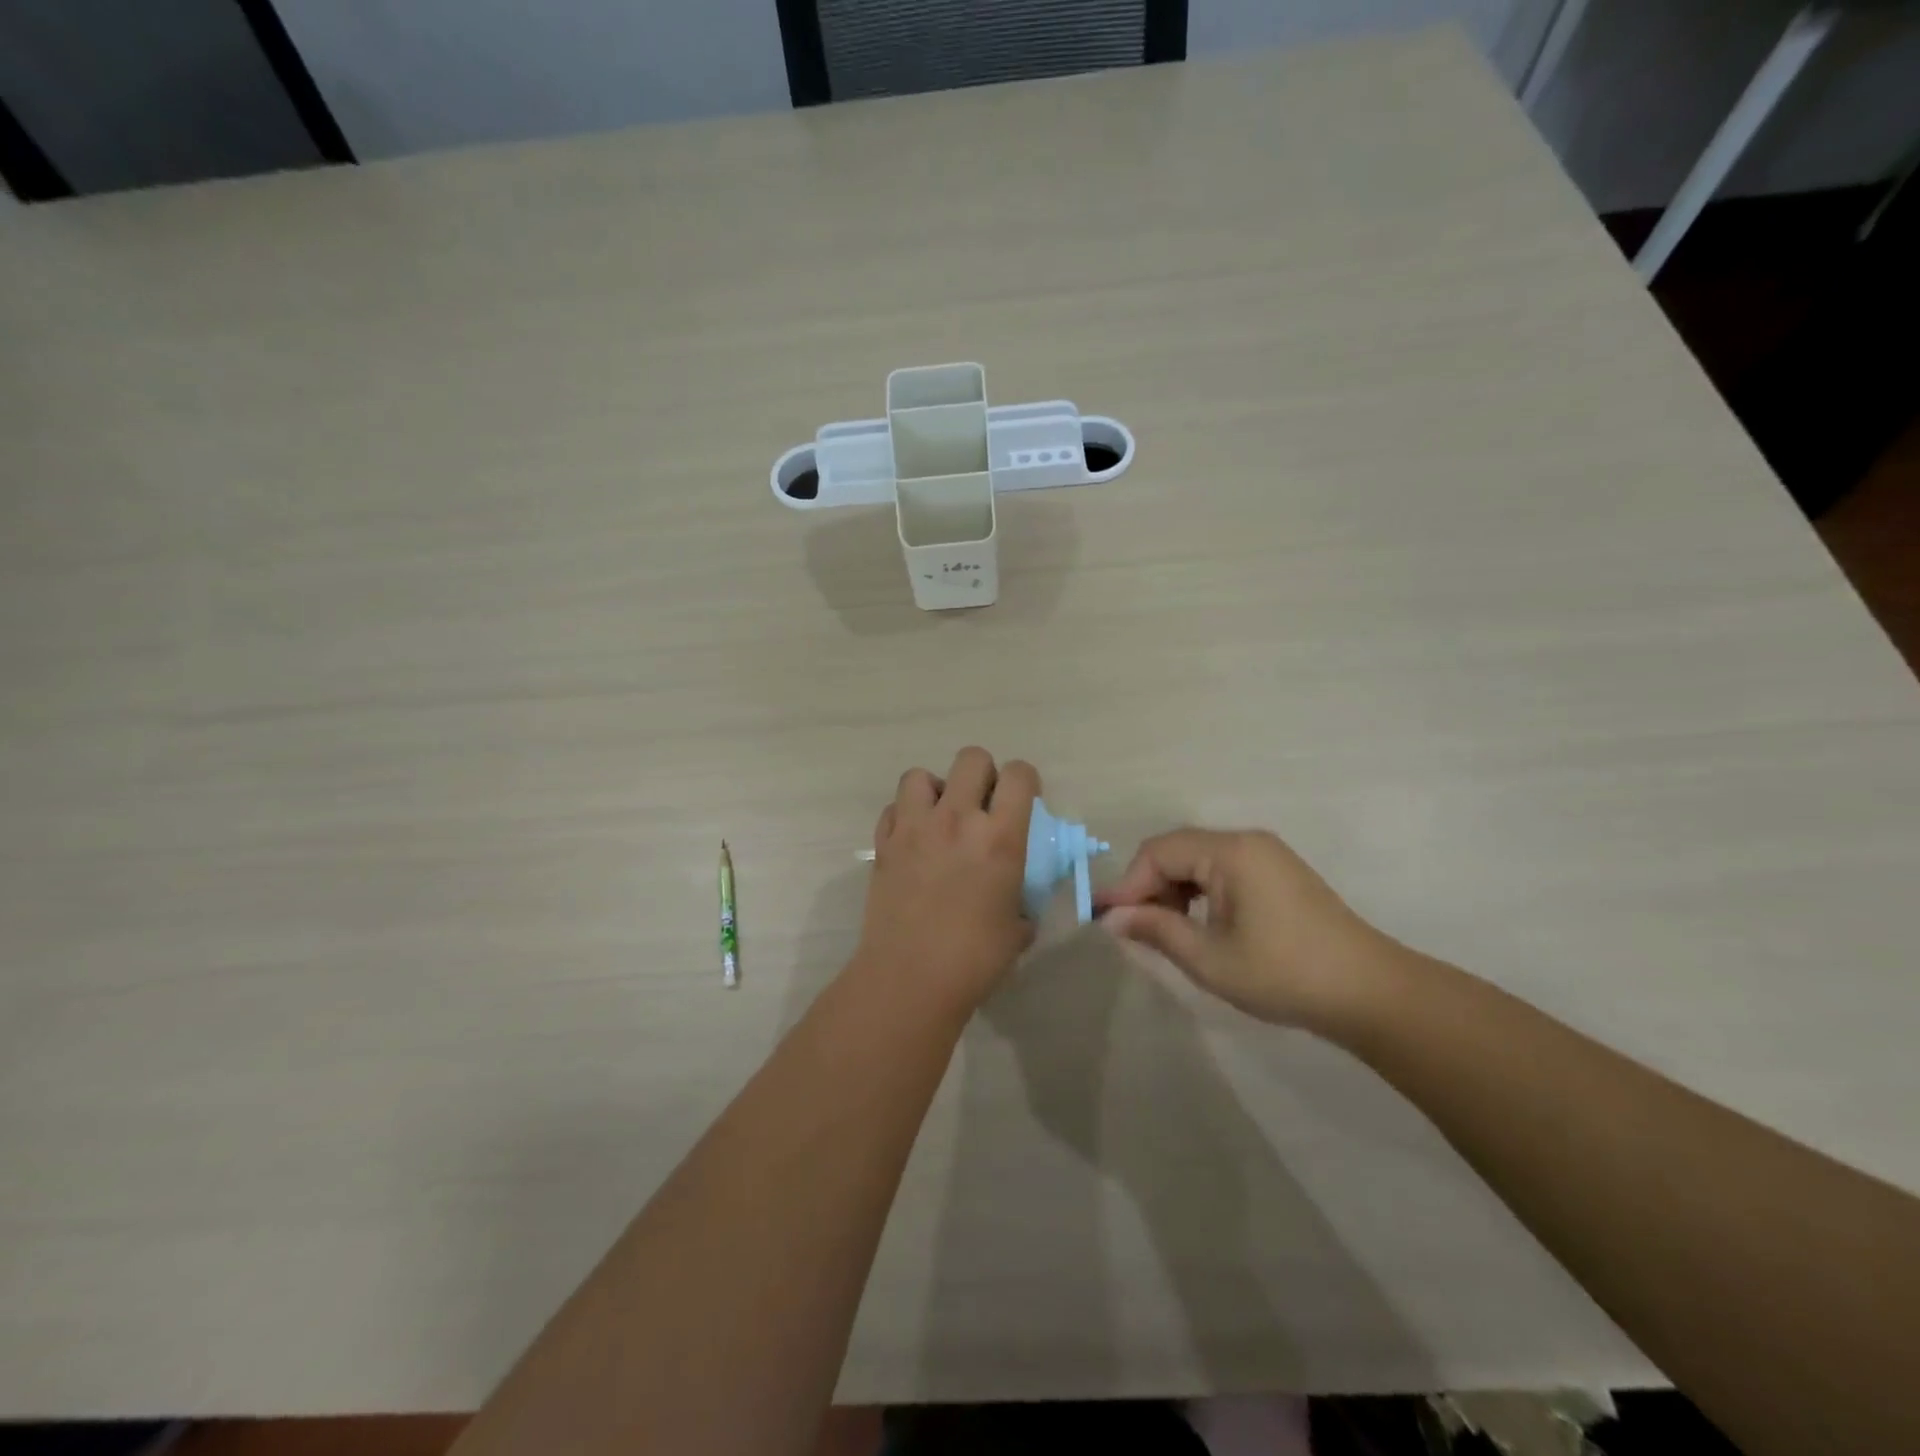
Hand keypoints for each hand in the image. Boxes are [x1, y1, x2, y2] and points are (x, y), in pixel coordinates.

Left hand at [853, 748, 1039, 1017]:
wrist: (910, 978)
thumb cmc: (975, 959)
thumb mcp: (1018, 927)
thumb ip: (1022, 901)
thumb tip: (1018, 900)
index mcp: (1000, 837)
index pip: (1019, 775)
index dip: (1025, 780)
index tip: (1023, 800)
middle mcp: (957, 819)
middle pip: (972, 758)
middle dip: (983, 774)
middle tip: (982, 805)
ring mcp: (914, 827)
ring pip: (921, 775)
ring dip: (936, 789)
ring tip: (940, 816)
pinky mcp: (884, 843)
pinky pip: (893, 808)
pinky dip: (904, 816)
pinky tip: (913, 840)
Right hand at [1095, 828, 1404, 1031]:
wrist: (1371, 993)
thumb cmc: (1284, 974)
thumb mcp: (1209, 958)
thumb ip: (1156, 930)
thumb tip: (1111, 918)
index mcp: (1230, 852)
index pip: (1158, 852)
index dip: (1128, 884)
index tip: (1106, 920)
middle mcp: (1247, 842)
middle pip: (1177, 850)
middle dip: (1149, 886)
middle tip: (1133, 928)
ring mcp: (1266, 855)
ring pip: (1198, 860)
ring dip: (1173, 890)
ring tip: (1163, 931)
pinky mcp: (1278, 873)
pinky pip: (1222, 870)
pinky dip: (1199, 892)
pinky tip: (1197, 925)